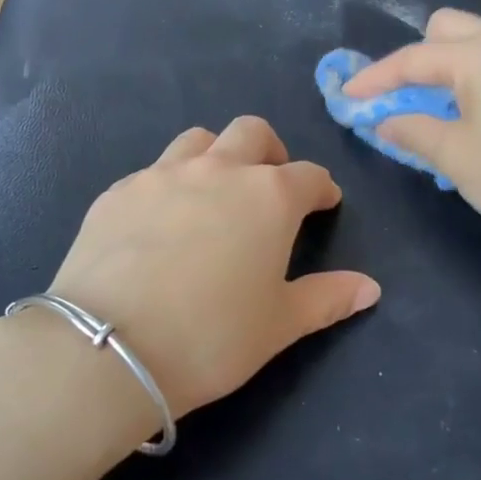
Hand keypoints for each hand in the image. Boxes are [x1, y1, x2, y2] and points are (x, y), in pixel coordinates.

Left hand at [48, 116, 379, 419]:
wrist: (110, 346)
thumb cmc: (211, 336)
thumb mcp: (279, 324)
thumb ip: (327, 298)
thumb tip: (370, 288)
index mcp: (267, 196)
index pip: (308, 175)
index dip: (321, 189)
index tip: (324, 203)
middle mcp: (218, 170)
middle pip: (252, 133)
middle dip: (270, 153)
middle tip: (270, 185)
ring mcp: (162, 174)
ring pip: (198, 140)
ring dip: (216, 156)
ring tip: (214, 193)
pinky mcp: (118, 190)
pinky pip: (152, 171)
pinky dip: (168, 184)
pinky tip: (159, 222)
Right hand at [342, 10, 480, 241]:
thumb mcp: (452, 154)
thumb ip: (410, 128)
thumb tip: (383, 119)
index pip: (413, 58)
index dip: (375, 78)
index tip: (347, 95)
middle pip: (446, 29)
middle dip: (415, 57)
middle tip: (399, 97)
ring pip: (475, 43)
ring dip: (445, 66)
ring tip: (430, 109)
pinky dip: (473, 78)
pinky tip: (469, 115)